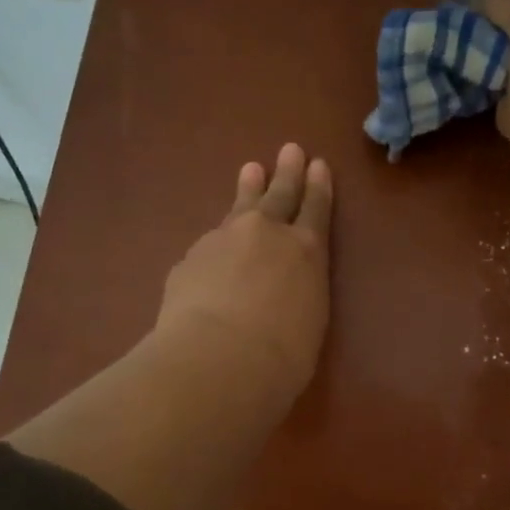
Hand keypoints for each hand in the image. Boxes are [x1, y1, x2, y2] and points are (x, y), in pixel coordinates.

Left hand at [156, 142, 332, 404]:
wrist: (219, 359)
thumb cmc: (282, 355)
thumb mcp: (309, 322)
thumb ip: (298, 295)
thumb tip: (283, 293)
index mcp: (307, 251)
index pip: (316, 209)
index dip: (318, 187)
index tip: (318, 165)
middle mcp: (266, 234)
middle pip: (279, 195)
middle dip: (287, 173)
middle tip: (290, 150)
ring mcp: (224, 240)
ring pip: (239, 207)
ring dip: (247, 189)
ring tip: (250, 170)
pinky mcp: (190, 258)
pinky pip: (210, 243)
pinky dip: (217, 242)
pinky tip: (214, 248)